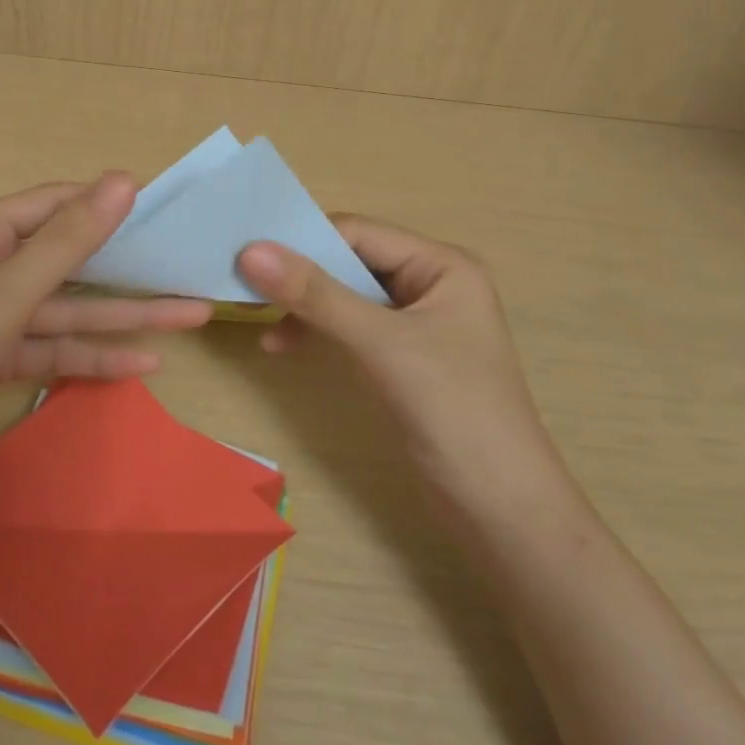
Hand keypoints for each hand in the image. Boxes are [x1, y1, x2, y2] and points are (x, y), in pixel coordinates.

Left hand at [0, 173, 211, 494]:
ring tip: (191, 315)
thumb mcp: (6, 296)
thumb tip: (123, 179)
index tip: (165, 208)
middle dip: (128, 268)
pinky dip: (92, 356)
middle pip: (68, 259)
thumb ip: (68, 241)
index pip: (54, 204)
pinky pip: (53, 349)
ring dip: (123, 317)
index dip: (107, 203)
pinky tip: (144, 364)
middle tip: (188, 266)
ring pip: (67, 310)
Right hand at [236, 217, 568, 513]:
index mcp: (442, 264)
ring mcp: (416, 321)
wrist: (501, 511)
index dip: (303, 239)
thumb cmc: (454, 411)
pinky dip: (316, 331)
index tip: (246, 253)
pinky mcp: (402, 355)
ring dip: (303, 305)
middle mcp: (430, 283)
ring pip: (345, 294)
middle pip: (350, 260)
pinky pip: (349, 325)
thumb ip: (317, 295)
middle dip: (299, 273)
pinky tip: (282, 346)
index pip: (359, 233)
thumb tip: (250, 251)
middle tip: (242, 285)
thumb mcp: (382, 345)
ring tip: (259, 320)